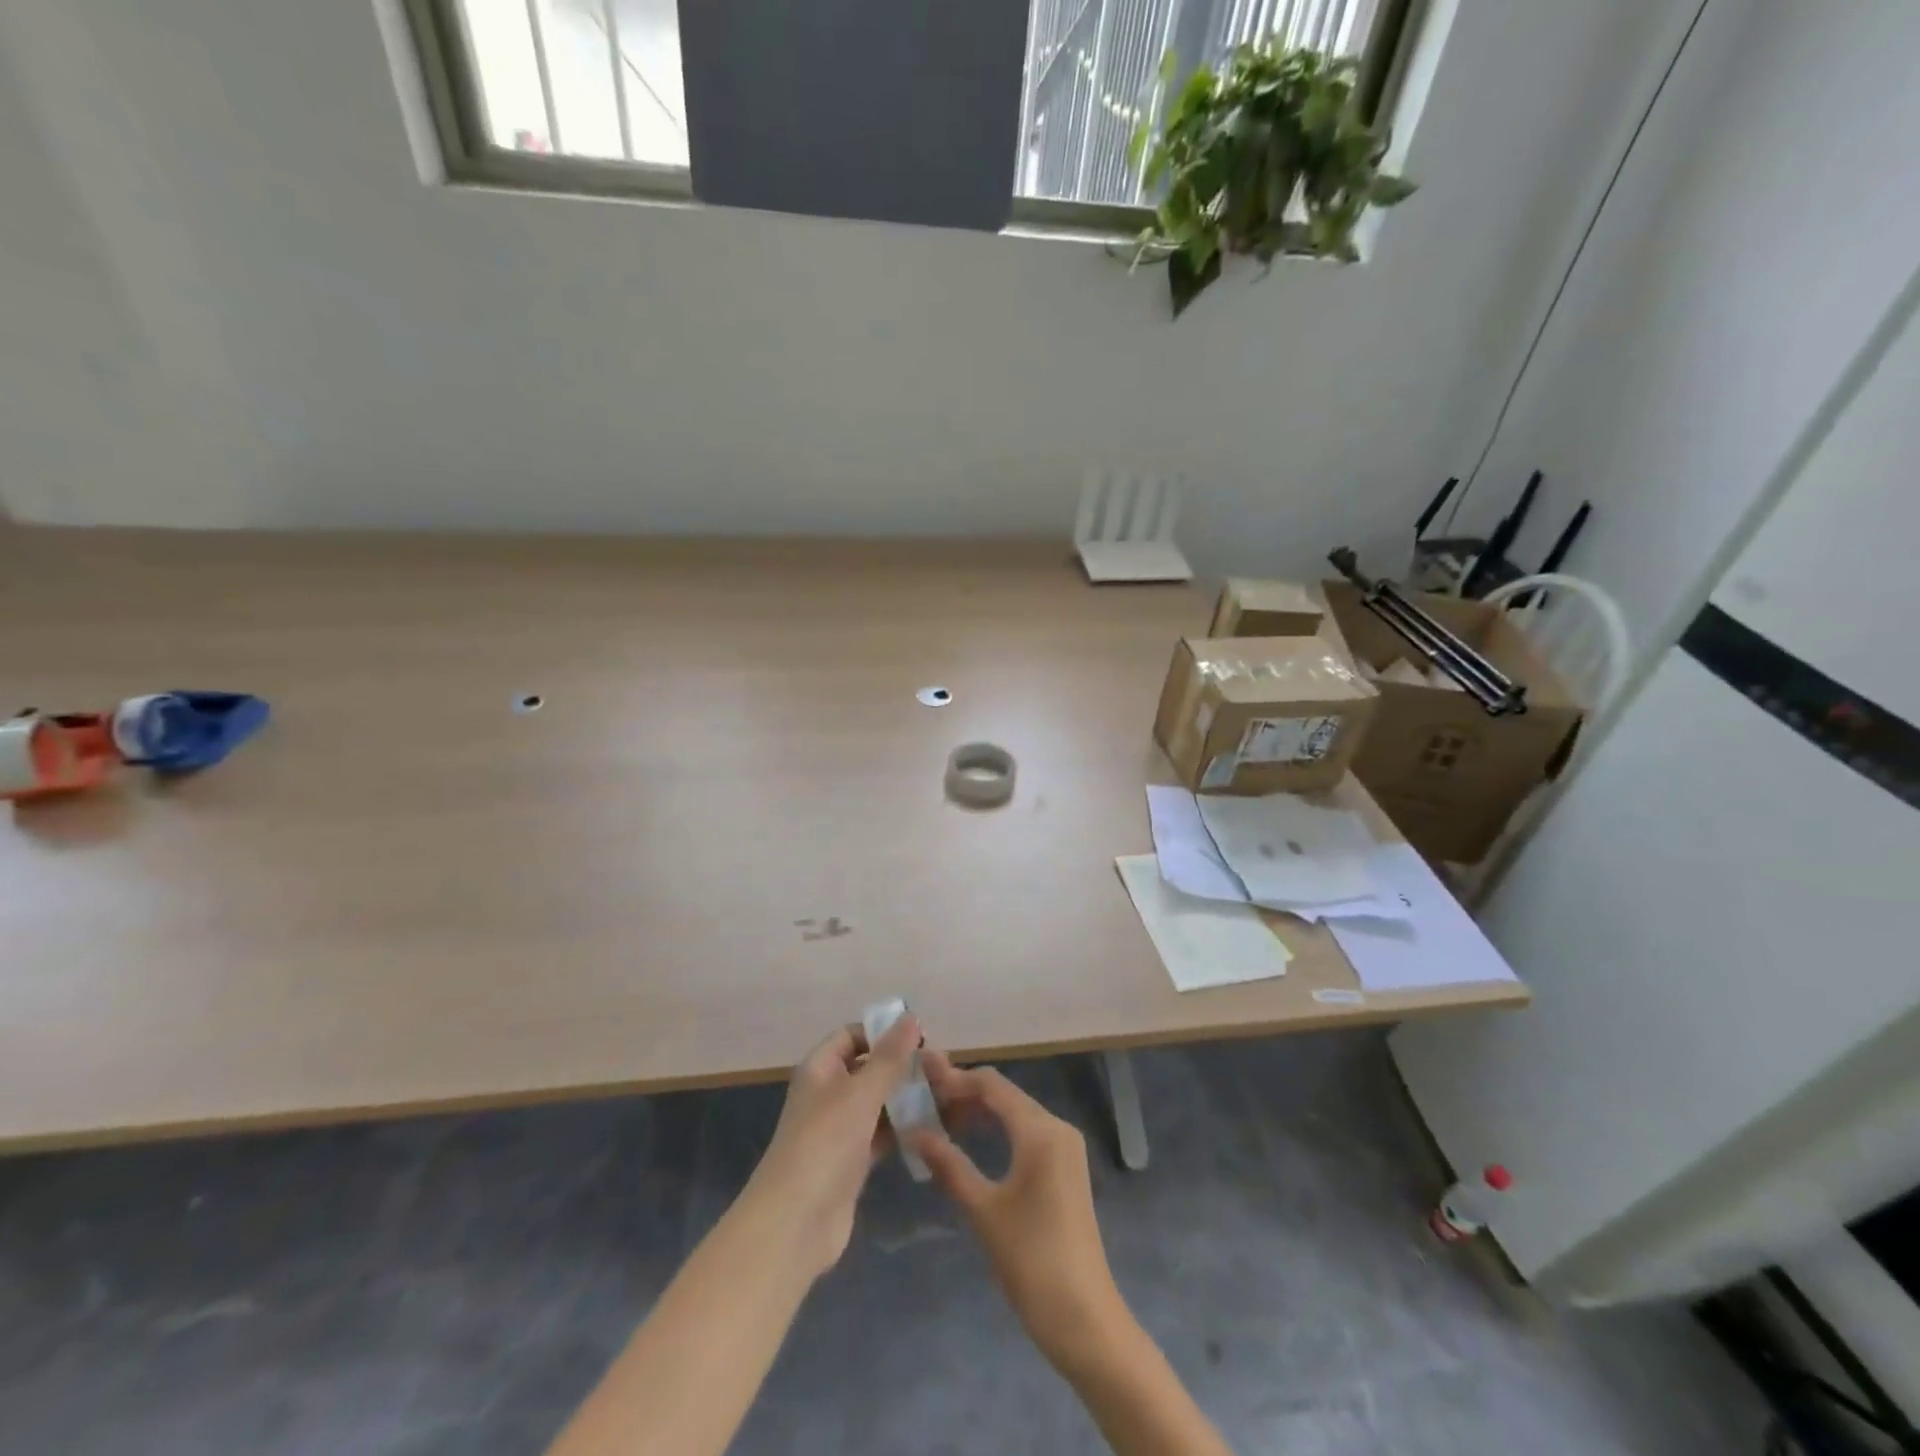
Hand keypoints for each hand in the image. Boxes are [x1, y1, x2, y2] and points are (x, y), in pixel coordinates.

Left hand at [744, 1015, 920, 1278]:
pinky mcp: (853, 1161)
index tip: (923, 1037)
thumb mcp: (860, 1093)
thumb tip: (910, 1017)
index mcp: (820, 1068)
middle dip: (906, 1067)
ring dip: (910, 1097)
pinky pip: (883, 1134)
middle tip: (946, 1070)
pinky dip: (905, 1128)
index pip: (854, 1035)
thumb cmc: (824, 1144)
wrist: (794, 1225)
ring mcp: (841, 1129)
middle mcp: (829, 1093)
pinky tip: (936, 1128)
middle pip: (871, 1068)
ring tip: (951, 1097)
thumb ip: (889, 1057)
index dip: (885, 1032)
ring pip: (881, 1102)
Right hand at [907, 1054, 1131, 1378]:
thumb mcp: (983, 1211)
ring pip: (1015, 1112)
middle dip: (964, 1094)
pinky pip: (1026, 1132)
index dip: (955, 1078)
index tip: (921, 1081)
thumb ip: (949, 1165)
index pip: (992, 1085)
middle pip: (1004, 1094)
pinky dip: (997, 1129)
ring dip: (979, 1111)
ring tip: (940, 1121)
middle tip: (924, 1103)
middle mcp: (1057, 1127)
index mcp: (1040, 1131)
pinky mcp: (1065, 1167)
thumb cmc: (1032, 1261)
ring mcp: (1065, 1147)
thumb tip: (915, 1133)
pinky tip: (971, 1142)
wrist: (1084, 1318)